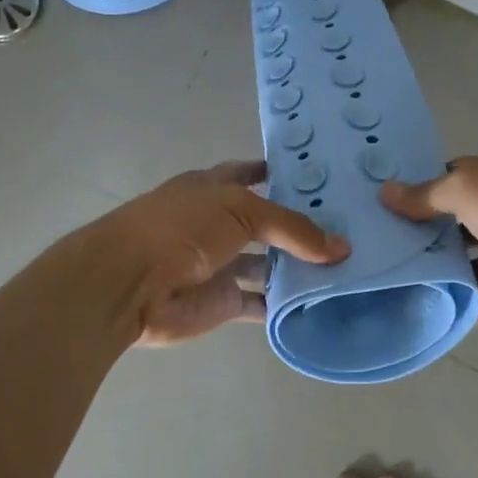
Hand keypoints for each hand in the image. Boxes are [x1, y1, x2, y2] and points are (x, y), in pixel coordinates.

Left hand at [95, 161, 348, 345]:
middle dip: (297, 226)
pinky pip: (261, 303)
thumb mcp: (241, 210)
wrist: (130, 285)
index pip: (246, 174)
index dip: (272, 173)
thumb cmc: (181, 228)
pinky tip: (320, 302)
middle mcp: (217, 225)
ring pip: (266, 265)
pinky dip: (285, 305)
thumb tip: (341, 248)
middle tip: (346, 227)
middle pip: (264, 224)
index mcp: (212, 189)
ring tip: (345, 266)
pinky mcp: (222, 303)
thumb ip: (293, 227)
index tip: (311, 177)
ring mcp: (220, 265)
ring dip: (297, 268)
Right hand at [381, 149, 477, 324]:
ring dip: (442, 277)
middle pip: (458, 228)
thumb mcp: (466, 188)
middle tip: (381, 255)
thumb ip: (426, 195)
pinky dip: (465, 308)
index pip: (452, 184)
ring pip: (472, 267)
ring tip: (397, 288)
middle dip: (426, 240)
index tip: (383, 212)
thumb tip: (385, 193)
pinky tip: (430, 314)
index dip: (420, 195)